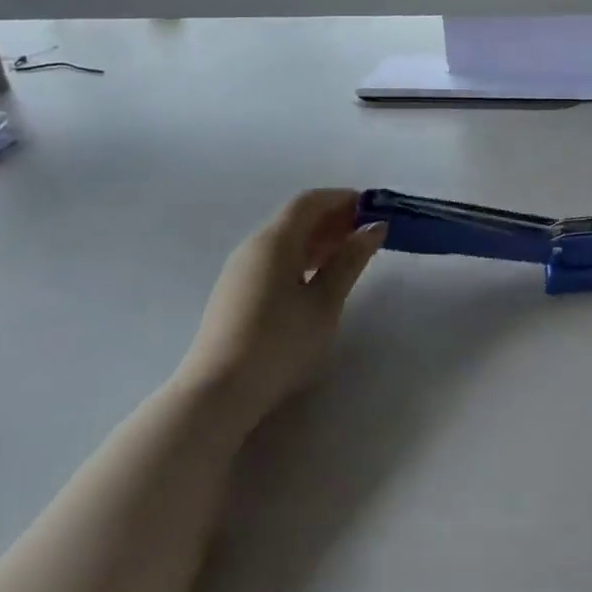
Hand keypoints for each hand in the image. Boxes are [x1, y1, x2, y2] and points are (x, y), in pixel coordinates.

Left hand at [180, 189, 385, 428]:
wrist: (217, 394)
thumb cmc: (279, 344)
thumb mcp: (325, 303)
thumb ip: (350, 260)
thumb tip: (374, 227)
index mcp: (275, 240)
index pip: (310, 201)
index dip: (343, 198)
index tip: (374, 209)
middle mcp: (253, 245)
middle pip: (296, 217)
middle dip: (334, 218)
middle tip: (368, 233)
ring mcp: (240, 269)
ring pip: (285, 239)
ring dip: (319, 239)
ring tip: (350, 256)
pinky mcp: (236, 291)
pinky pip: (274, 258)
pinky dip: (302, 257)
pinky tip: (319, 278)